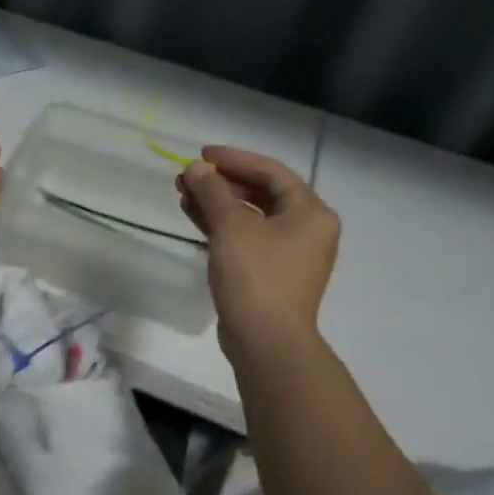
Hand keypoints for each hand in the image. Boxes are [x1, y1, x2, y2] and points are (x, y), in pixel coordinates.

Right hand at [177, 146, 339, 355]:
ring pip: (250, 216)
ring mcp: (288, 253)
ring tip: (183, 192)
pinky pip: (245, 237)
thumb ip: (213, 191)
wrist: (266, 340)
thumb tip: (196, 167)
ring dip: (217, 202)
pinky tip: (193, 215)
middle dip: (221, 182)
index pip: (271, 171)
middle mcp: (306, 229)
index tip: (201, 154)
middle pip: (260, 192)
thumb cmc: (256, 275)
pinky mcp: (269, 272)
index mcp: (310, 212)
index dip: (234, 159)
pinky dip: (221, 225)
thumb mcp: (232, 226)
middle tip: (188, 176)